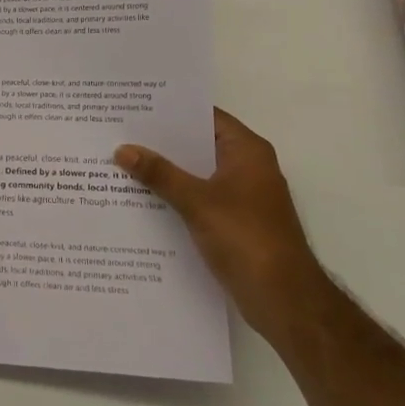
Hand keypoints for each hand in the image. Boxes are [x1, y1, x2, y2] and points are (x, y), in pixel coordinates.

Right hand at [116, 108, 327, 338]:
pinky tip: (143, 199)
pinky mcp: (236, 223)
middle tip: (121, 132)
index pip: (206, 117)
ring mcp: (243, 197)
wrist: (284, 300)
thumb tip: (122, 149)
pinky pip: (200, 199)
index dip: (172, 110)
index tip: (137, 105)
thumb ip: (159, 174)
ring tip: (123, 162)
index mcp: (247, 151)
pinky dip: (176, 197)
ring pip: (198, 174)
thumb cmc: (246, 238)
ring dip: (167, 172)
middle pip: (199, 145)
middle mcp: (248, 167)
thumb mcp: (197, 201)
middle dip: (163, 142)